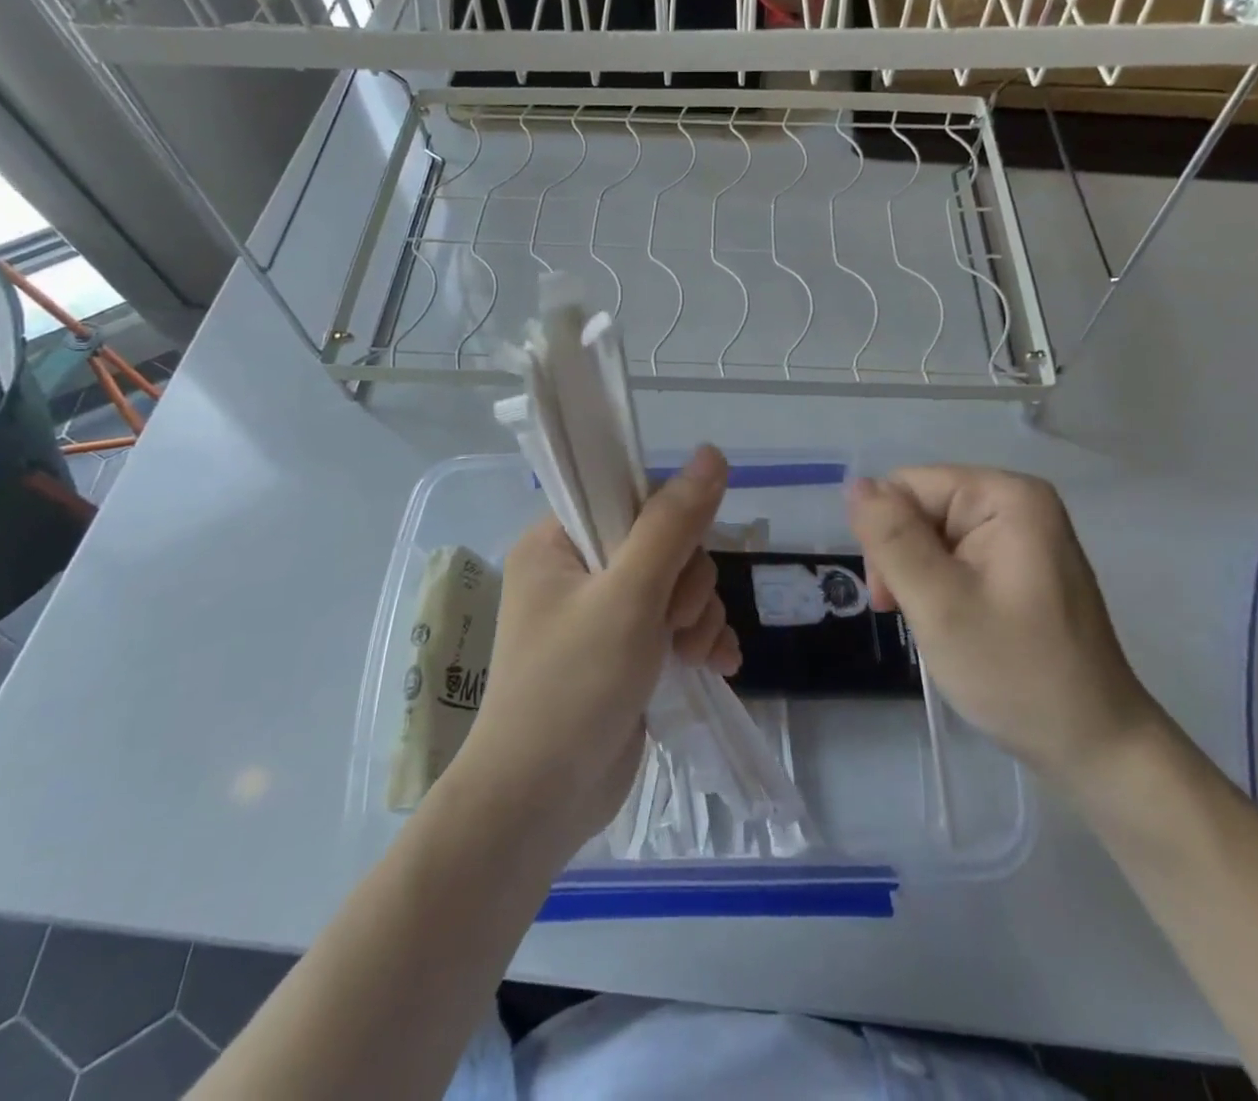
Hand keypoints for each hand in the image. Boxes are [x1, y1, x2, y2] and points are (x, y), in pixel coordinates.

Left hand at [451, 445, 740, 861]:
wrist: (540, 804)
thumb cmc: (572, 687)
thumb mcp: (628, 596)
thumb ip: (672, 524)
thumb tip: (712, 453)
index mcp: (558, 542)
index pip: (628, 497)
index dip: (668, 520)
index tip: (676, 560)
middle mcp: (578, 570)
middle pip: (664, 542)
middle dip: (686, 583)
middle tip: (673, 623)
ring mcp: (604, 614)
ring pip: (679, 584)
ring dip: (698, 615)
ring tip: (690, 655)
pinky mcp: (626, 652)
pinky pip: (678, 623)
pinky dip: (699, 639)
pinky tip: (717, 664)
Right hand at [846, 466, 1162, 794]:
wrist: (1094, 746)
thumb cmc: (1016, 673)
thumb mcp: (939, 603)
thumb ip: (891, 538)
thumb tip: (855, 484)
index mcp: (1005, 496)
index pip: (907, 486)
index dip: (886, 536)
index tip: (892, 598)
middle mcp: (1016, 502)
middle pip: (920, 508)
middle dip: (902, 560)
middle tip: (911, 616)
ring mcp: (1021, 534)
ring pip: (931, 535)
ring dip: (917, 579)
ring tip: (935, 626)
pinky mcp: (1019, 563)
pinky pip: (955, 556)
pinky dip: (939, 589)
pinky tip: (952, 623)